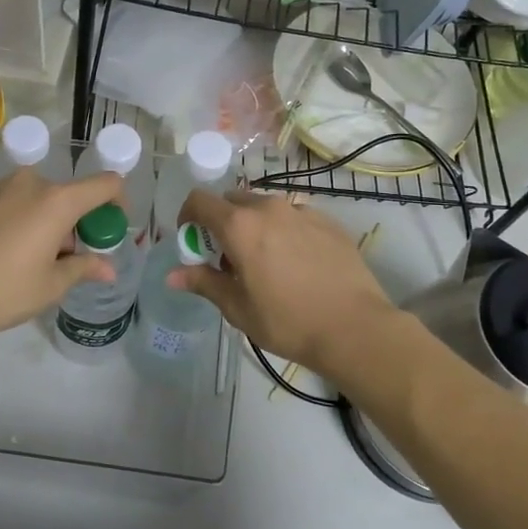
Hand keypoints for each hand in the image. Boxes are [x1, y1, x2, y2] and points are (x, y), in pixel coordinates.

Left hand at [0, 166, 124, 345]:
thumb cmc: (2, 291)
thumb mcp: (50, 286)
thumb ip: (84, 268)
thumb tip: (109, 269)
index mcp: (56, 201)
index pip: (104, 184)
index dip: (118, 200)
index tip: (113, 226)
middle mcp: (29, 183)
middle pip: (67, 196)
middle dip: (74, 223)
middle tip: (65, 259)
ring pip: (37, 199)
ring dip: (44, 221)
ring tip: (29, 260)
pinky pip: (10, 202)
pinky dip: (18, 220)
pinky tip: (1, 253)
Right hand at [169, 189, 395, 383]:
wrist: (354, 327)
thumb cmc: (287, 321)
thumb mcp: (238, 308)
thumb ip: (204, 283)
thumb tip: (172, 275)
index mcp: (240, 226)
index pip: (200, 201)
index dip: (188, 216)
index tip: (192, 240)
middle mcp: (269, 208)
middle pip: (233, 201)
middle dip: (222, 222)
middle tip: (228, 257)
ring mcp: (302, 211)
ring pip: (265, 207)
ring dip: (254, 225)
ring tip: (265, 261)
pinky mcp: (328, 221)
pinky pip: (294, 216)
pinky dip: (284, 230)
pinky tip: (297, 263)